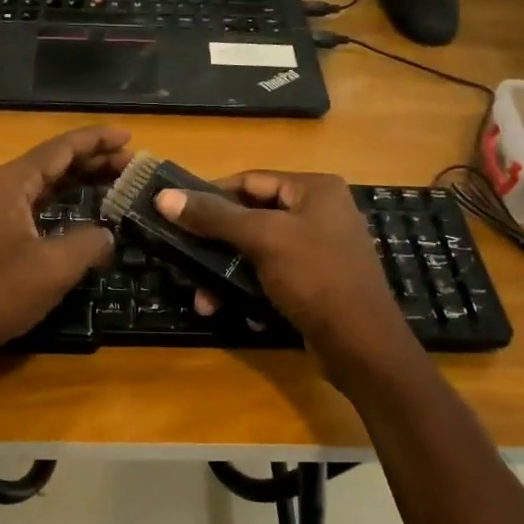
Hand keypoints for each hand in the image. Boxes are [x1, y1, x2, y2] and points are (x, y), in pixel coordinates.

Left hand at [0, 126, 132, 357]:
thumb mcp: (54, 266)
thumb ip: (89, 242)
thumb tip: (106, 235)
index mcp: (10, 184)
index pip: (59, 149)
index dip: (96, 141)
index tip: (128, 136)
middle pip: (50, 163)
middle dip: (91, 161)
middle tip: (129, 163)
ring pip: (41, 187)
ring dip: (76, 183)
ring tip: (112, 182)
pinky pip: (32, 208)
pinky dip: (60, 205)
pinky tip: (79, 215)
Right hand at [155, 171, 413, 374]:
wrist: (360, 344)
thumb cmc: (315, 277)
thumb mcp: (263, 239)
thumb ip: (214, 216)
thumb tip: (163, 196)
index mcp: (315, 189)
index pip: (249, 180)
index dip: (210, 196)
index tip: (175, 215)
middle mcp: (320, 212)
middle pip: (251, 217)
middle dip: (216, 246)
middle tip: (185, 263)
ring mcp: (319, 249)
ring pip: (258, 252)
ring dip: (228, 276)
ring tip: (205, 302)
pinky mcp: (316, 282)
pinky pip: (273, 277)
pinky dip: (253, 292)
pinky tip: (244, 314)